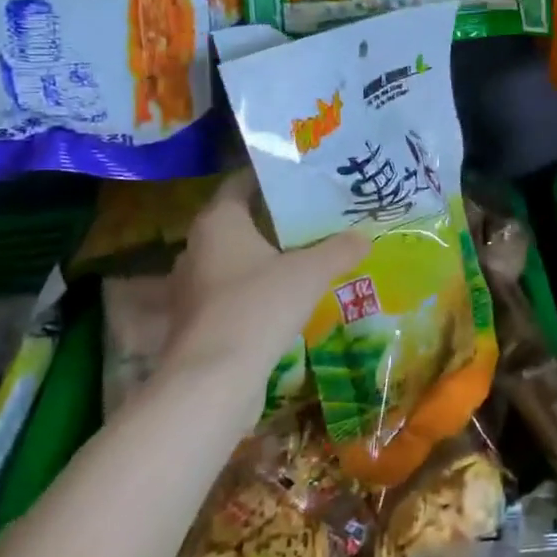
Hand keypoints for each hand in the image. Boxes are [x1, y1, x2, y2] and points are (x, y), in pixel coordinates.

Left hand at [158, 171, 367, 415]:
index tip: (300, 177)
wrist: (214, 378)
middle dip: (273, 219)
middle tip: (312, 215)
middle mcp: (197, 247)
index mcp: (218, 222)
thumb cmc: (258, 306)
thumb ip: (339, 250)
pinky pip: (230, 290)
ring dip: (264, 256)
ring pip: (233, 258)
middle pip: (238, 221)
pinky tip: (284, 296)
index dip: (269, 177)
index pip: (240, 183)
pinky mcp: (197, 319)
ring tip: (304, 254)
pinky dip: (254, 287)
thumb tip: (365, 236)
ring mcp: (192, 286)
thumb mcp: (309, 273)